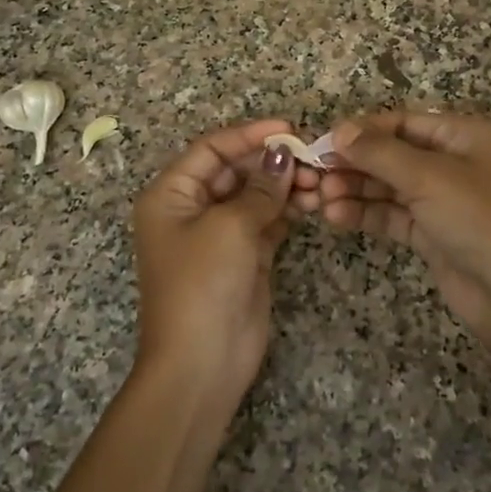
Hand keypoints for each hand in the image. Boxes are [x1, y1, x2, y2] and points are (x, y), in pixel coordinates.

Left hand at [132, 120, 316, 412]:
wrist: (202, 364)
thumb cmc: (203, 284)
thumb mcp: (230, 227)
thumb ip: (260, 188)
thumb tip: (284, 154)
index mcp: (171, 194)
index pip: (211, 149)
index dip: (249, 135)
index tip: (289, 128)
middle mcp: (192, 209)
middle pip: (235, 170)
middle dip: (272, 162)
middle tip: (313, 158)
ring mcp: (219, 234)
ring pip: (255, 195)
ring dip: (284, 186)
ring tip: (319, 182)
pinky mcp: (244, 257)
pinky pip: (267, 221)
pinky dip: (288, 210)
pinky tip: (313, 201)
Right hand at [317, 111, 490, 360]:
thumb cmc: (480, 220)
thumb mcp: (429, 177)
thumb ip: (380, 153)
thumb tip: (340, 130)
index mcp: (464, 135)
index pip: (402, 123)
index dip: (362, 131)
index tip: (322, 142)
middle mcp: (453, 163)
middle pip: (392, 154)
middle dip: (353, 164)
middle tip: (313, 175)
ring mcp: (442, 200)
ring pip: (388, 186)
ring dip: (354, 190)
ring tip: (319, 199)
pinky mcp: (432, 234)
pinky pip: (392, 215)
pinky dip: (365, 214)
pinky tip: (335, 216)